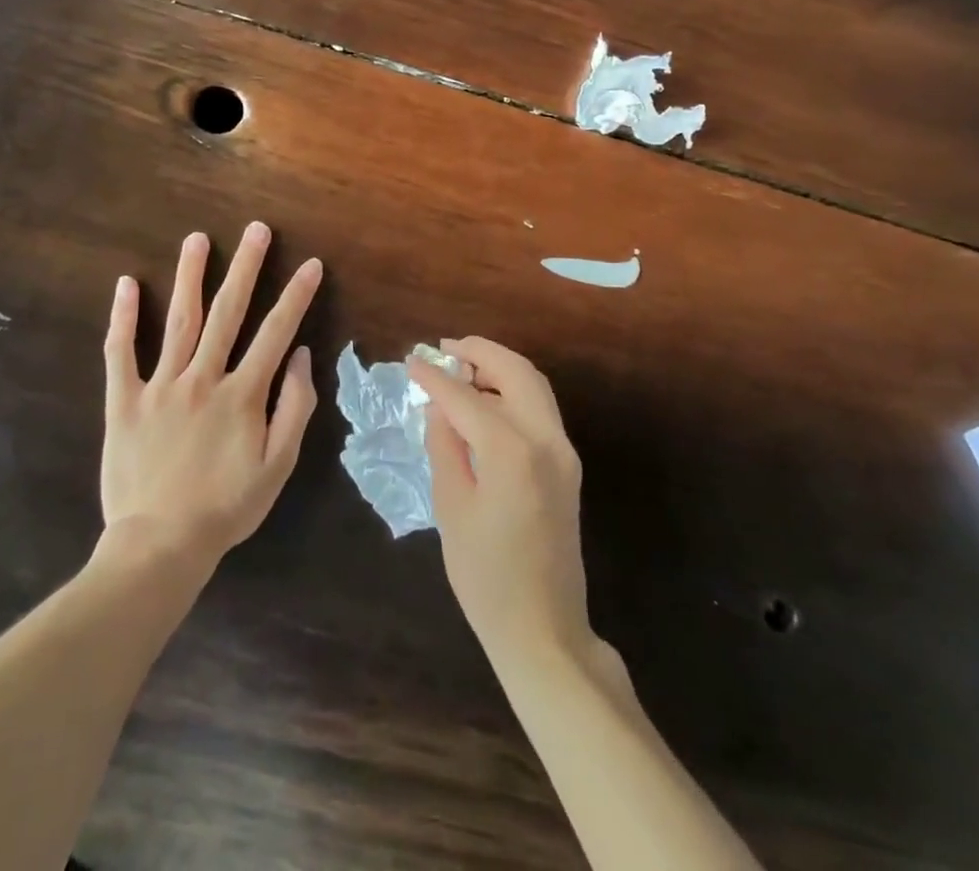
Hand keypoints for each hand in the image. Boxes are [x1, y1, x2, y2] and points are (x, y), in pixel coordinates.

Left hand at [102, 223, 322, 568]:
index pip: (275, 332)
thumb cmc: (226, 507)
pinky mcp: (124, 400)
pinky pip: (120, 352)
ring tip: (197, 239)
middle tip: (256, 229)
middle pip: (227, 312)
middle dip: (245, 267)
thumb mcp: (278, 466)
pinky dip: (122, 317)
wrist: (160, 545)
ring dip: (190, 276)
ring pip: (178, 320)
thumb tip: (300, 356)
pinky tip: (125, 284)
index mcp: (242, 394)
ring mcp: (160, 386)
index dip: (296, 296)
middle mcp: (202, 377)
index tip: (310, 264)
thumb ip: (294, 408)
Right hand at [409, 338, 592, 671]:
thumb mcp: (452, 507)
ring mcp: (563, 451)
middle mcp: (545, 439)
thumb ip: (445, 446)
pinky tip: (484, 400)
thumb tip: (438, 407)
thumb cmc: (486, 577)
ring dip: (499, 367)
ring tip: (460, 367)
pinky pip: (540, 408)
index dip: (434, 377)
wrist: (544, 630)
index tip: (411, 360)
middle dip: (479, 352)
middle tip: (444, 348)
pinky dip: (513, 390)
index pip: (465, 397)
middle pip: (516, 371)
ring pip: (534, 384)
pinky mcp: (567, 465)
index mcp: (512, 451)